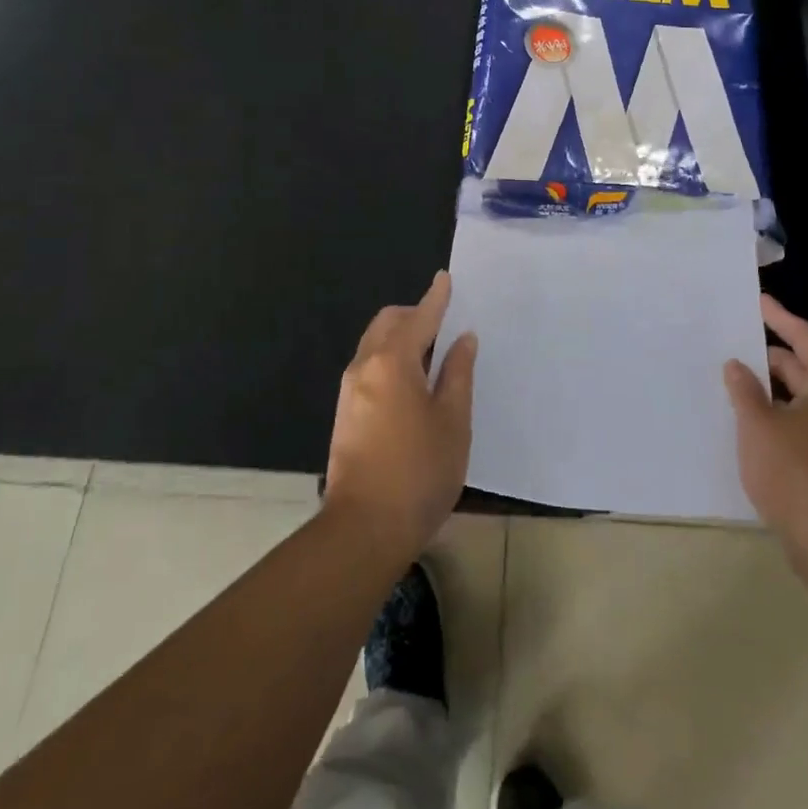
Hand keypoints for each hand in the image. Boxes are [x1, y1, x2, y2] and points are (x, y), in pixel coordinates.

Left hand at [324, 271, 477, 564]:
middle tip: (445, 327)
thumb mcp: (453, 421)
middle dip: (415, 315)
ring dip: (402, 338)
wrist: (363, 530)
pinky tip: (412, 383)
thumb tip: (462, 339)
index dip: (436, 297)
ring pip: (375, 344)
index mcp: (393, 361)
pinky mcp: (345, 412)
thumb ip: (458, 373)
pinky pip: (369, 366)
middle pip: (388, 323)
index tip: (446, 278)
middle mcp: (364, 366)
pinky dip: (391, 359)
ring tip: (433, 356)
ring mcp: (349, 390)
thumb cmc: (419, 472)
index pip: (419, 317)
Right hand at [724, 294, 807, 561]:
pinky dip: (773, 414)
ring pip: (796, 397)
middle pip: (799, 366)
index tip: (756, 299)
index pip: (803, 337)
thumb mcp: (759, 424)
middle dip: (765, 356)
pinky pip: (796, 422)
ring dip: (766, 389)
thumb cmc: (796, 471)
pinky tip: (744, 417)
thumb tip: (736, 365)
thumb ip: (744, 389)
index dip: (777, 317)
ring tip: (729, 376)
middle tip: (729, 342)